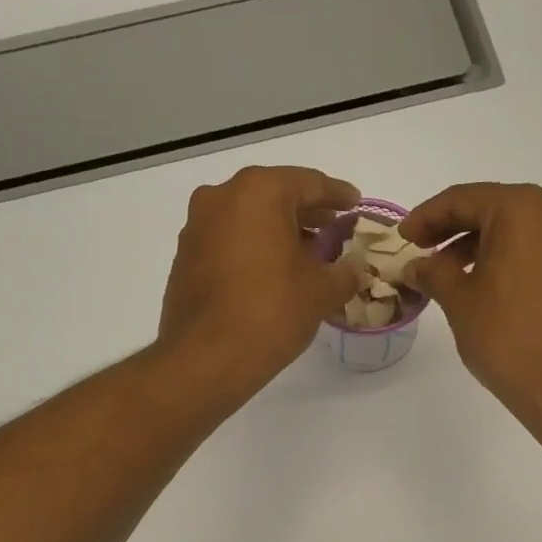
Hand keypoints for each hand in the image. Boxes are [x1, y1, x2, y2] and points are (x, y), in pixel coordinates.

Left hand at [158, 166, 367, 392]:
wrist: (206, 357)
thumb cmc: (271, 312)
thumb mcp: (321, 292)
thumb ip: (344, 273)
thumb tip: (354, 268)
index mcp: (260, 192)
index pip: (309, 183)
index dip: (337, 194)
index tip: (355, 203)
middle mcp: (222, 197)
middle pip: (275, 196)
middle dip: (307, 212)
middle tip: (335, 227)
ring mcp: (198, 226)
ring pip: (249, 218)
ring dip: (279, 231)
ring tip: (307, 254)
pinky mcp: (186, 257)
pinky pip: (229, 240)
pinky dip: (254, 248)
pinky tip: (273, 273)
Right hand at [402, 183, 541, 425]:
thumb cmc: (507, 335)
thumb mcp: (459, 300)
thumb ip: (433, 273)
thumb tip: (416, 266)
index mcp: (522, 209)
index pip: (463, 199)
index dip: (426, 216)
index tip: (401, 238)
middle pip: (490, 210)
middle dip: (450, 229)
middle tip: (418, 251)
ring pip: (511, 232)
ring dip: (474, 247)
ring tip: (442, 275)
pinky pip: (529, 252)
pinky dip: (499, 260)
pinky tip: (476, 286)